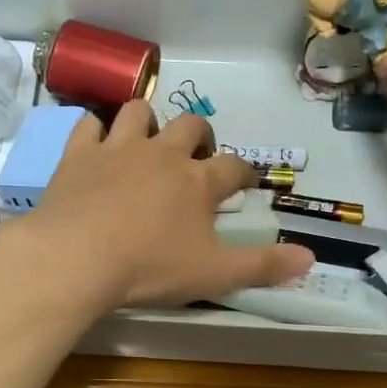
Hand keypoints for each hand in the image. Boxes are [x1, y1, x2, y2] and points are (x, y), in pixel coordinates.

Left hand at [0, 102, 313, 312]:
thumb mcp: (213, 274)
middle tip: (196, 156)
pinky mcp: (79, 153)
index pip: (234, 166)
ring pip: (139, 113)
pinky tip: (97, 143)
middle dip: (200, 136)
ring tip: (147, 142)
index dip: (244, 172)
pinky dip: (96, 130)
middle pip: (191, 126)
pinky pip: (89, 124)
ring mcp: (118, 148)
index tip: (246, 181)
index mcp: (197, 181)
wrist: (76, 257)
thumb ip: (262, 266)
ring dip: (147, 122)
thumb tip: (310, 257)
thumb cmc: (149, 268)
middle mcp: (162, 153)